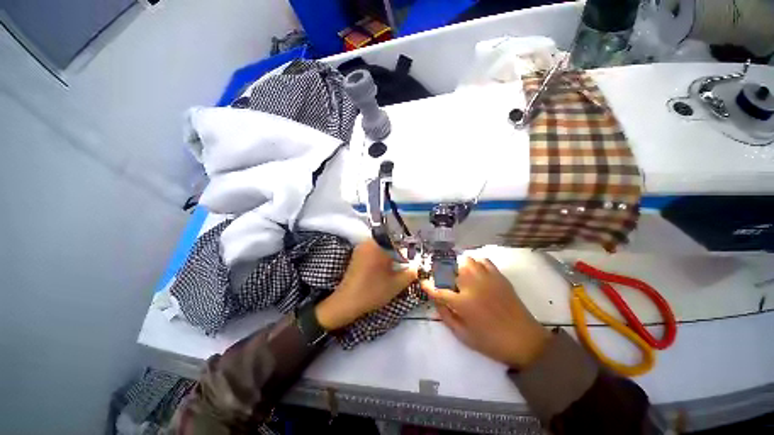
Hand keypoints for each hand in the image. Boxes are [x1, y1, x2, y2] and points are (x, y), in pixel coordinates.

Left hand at [315, 240, 416, 330]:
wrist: (346, 302)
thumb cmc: (372, 292)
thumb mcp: (396, 284)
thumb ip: (411, 272)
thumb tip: (417, 265)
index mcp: (378, 246)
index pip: (399, 240)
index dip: (407, 249)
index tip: (411, 260)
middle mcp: (368, 242)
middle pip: (390, 242)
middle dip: (399, 252)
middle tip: (404, 265)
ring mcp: (361, 247)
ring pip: (382, 246)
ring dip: (390, 255)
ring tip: (395, 268)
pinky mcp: (357, 254)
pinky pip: (374, 250)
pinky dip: (381, 256)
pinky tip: (384, 269)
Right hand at [422, 257, 549, 368]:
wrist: (526, 341)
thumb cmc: (491, 342)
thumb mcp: (463, 335)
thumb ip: (445, 316)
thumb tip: (436, 300)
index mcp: (463, 303)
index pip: (438, 289)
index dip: (427, 284)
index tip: (422, 281)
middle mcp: (473, 286)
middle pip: (450, 269)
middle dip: (440, 271)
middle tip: (439, 277)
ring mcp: (487, 279)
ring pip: (466, 260)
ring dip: (457, 266)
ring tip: (457, 274)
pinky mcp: (499, 277)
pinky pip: (483, 261)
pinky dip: (475, 263)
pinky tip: (474, 271)